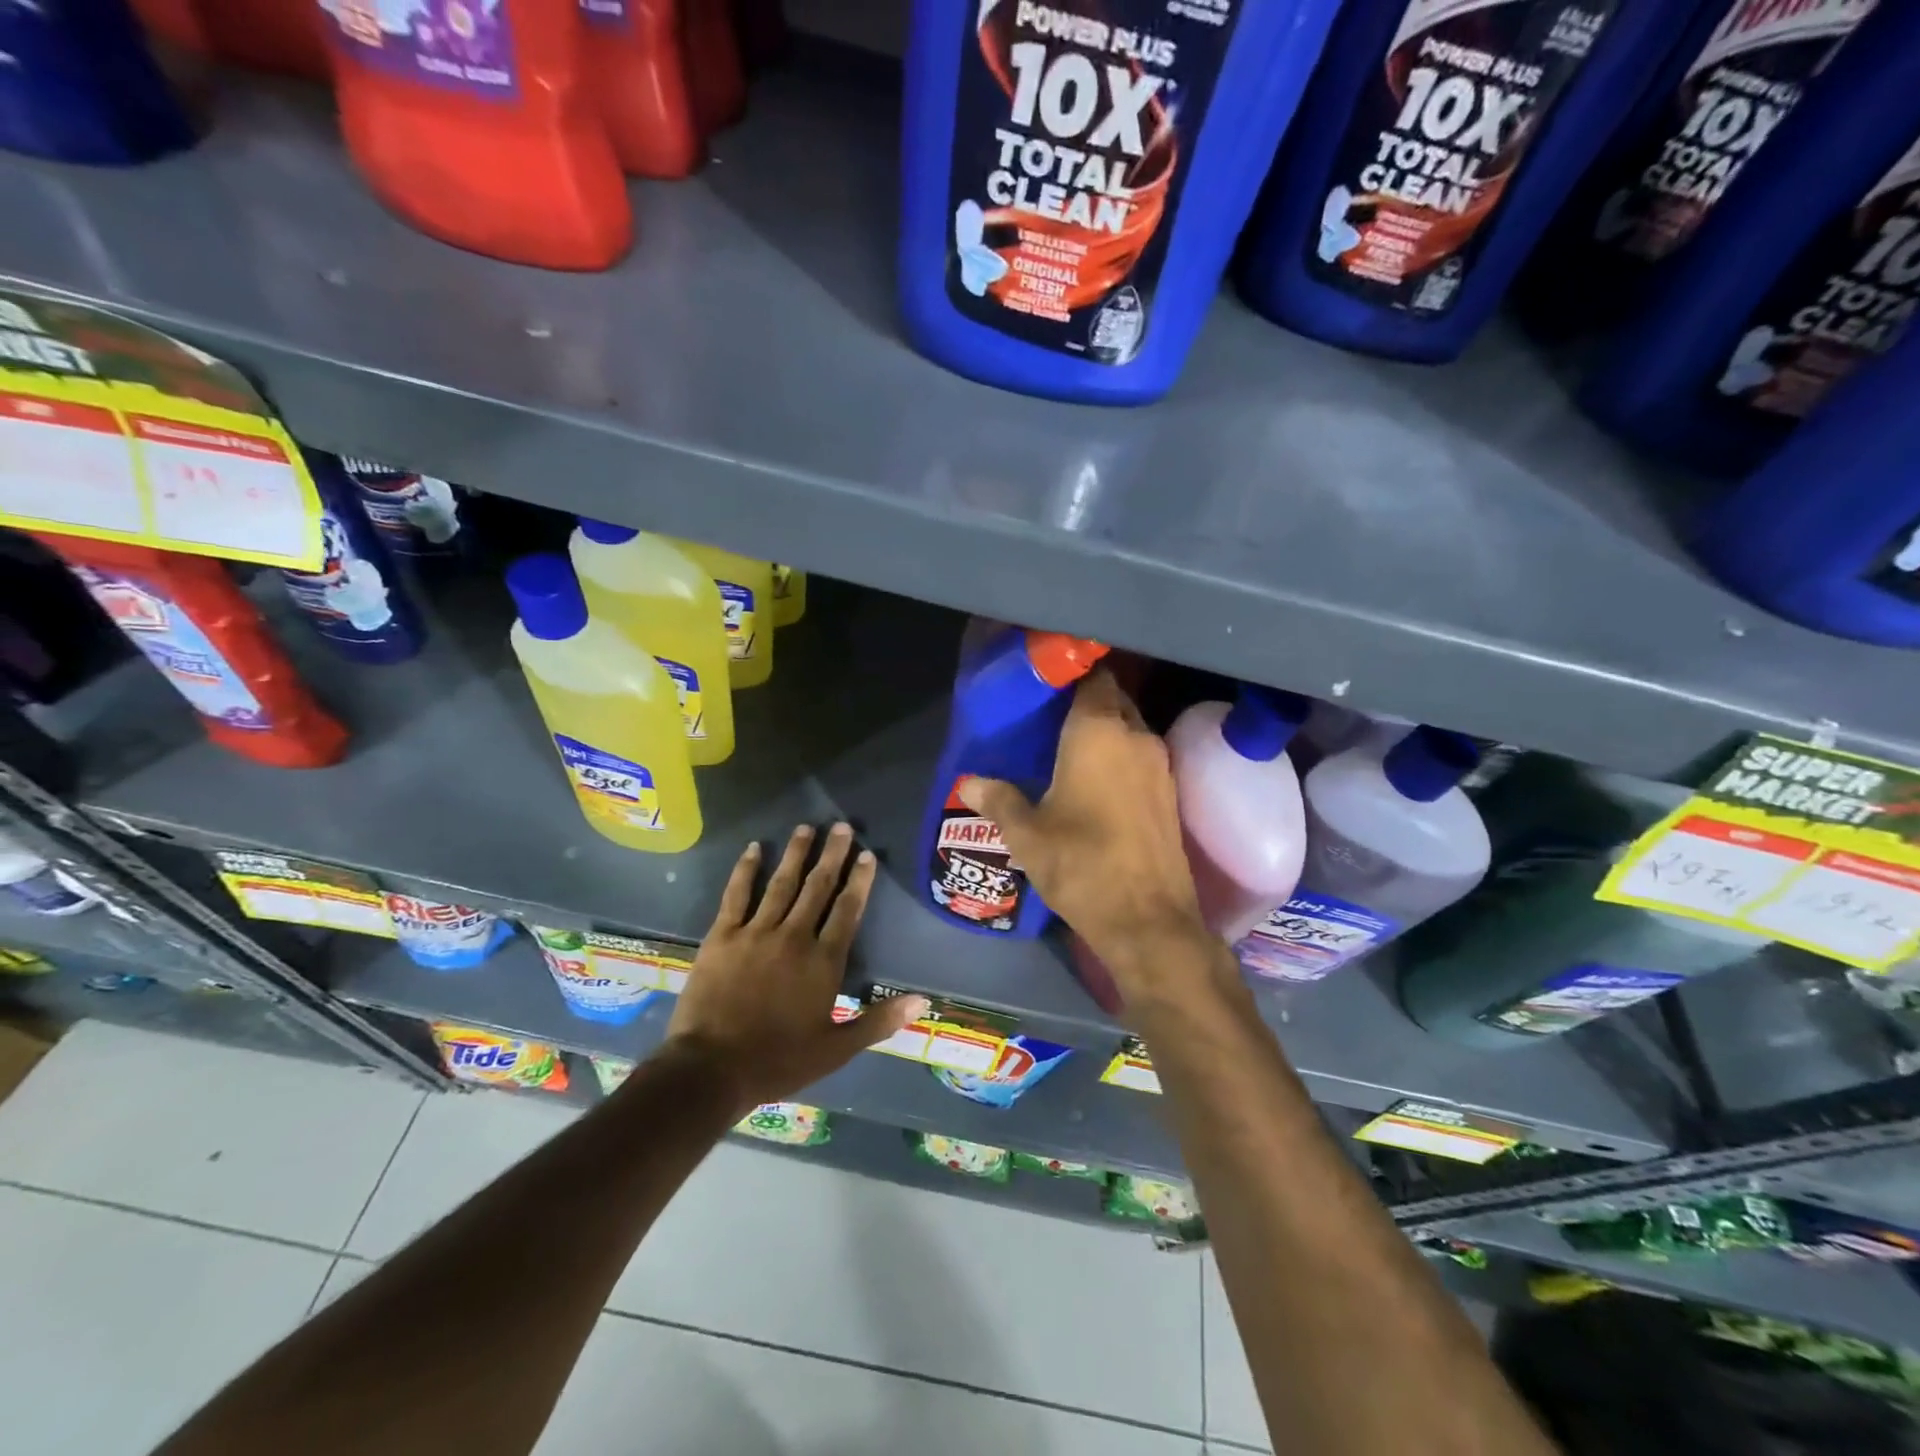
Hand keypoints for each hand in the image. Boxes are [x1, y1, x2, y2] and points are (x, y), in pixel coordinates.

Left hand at [665, 823, 927, 1115]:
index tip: (867, 854)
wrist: (711, 1069)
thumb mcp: (836, 1050)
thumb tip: (922, 1001)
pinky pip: (736, 895)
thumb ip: (879, 1021)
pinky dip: (746, 870)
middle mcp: (794, 937)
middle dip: (832, 855)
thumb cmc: (778, 1061)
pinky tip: (754, 848)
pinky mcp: (722, 936)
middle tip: (842, 826)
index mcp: (823, 962)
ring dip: (795, 854)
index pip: (847, 910)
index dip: (859, 880)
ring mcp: (756, 933)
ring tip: (806, 828)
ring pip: (781, 884)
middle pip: (818, 887)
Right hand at [957, 668, 1221, 1007]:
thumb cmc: (1080, 863)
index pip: (1093, 677)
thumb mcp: (1026, 834)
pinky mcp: (1171, 793)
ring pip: (1130, 729)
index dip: (1071, 674)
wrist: (1147, 919)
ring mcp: (1160, 764)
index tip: (1046, 684)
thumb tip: (969, 784)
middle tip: (1050, 718)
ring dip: (1106, 731)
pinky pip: (1142, 757)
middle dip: (1086, 701)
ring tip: (1068, 748)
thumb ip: (998, 800)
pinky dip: (1121, 757)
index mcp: (1098, 731)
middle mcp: (1135, 736)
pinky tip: (1096, 781)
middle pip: (1113, 699)